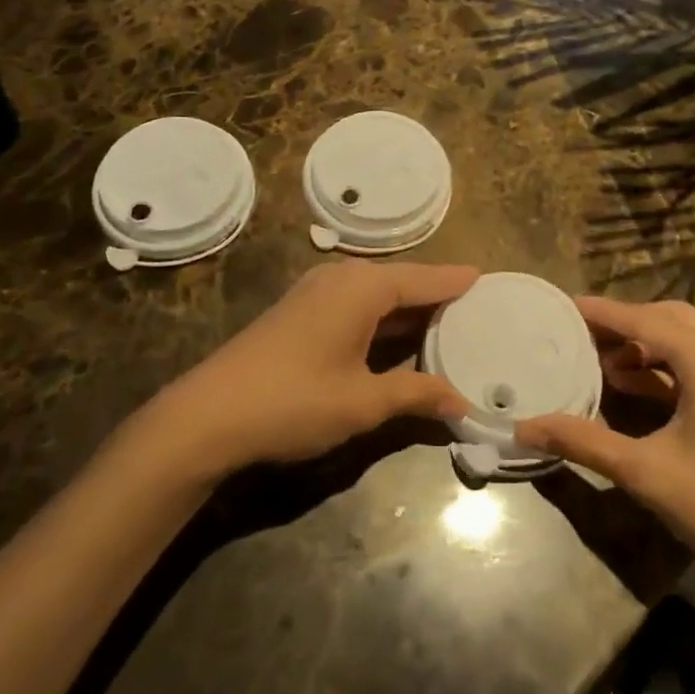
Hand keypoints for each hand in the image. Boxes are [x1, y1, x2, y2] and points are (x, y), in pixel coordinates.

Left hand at [151, 261, 475, 476]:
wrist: (208, 415)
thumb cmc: (294, 401)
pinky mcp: (300, 311)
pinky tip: (396, 335)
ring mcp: (316, 292)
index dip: (455, 282)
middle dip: (435, 294)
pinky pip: (356, 303)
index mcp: (363, 287)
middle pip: (401, 281)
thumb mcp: (362, 402)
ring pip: (377, 293)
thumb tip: (461, 402)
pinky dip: (382, 316)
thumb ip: (415, 394)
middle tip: (475, 306)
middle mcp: (342, 278)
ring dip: (408, 307)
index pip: (424, 279)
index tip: (487, 278)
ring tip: (446, 320)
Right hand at [515, 297, 694, 602]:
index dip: (600, 313)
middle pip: (668, 319)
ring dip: (648, 345)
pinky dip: (672, 365)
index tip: (563, 307)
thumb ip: (583, 442)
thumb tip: (524, 428)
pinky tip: (643, 386)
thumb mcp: (646, 472)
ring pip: (689, 338)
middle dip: (624, 325)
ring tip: (605, 364)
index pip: (642, 319)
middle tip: (581, 336)